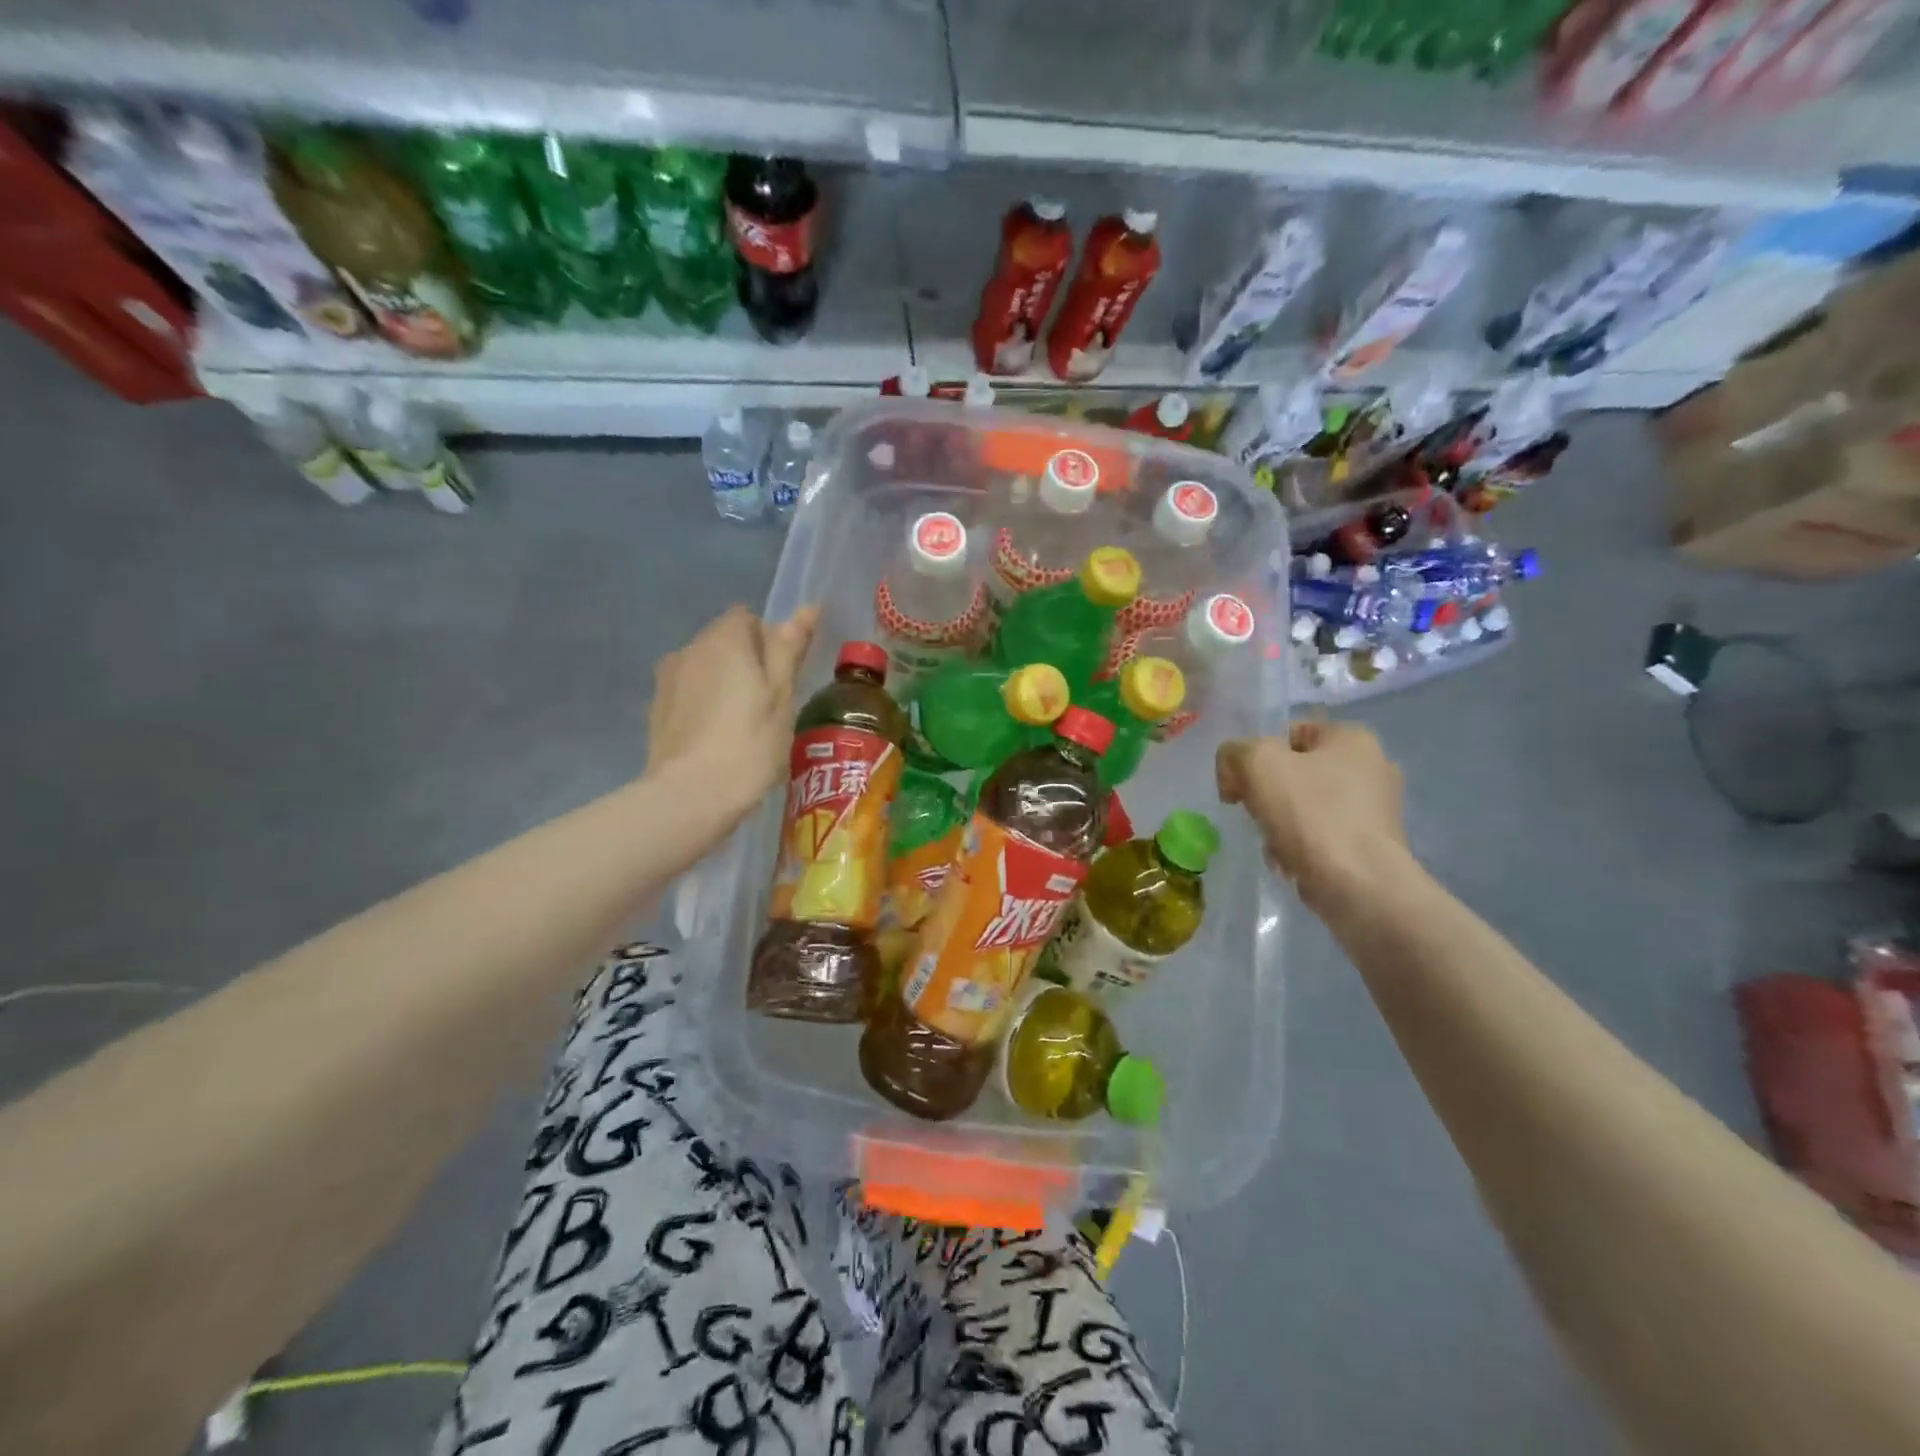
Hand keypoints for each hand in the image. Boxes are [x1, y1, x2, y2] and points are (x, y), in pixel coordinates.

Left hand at [646, 604, 818, 807]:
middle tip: (768, 705)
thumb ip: (789, 650)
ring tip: (741, 726)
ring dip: (723, 684)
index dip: (768, 642)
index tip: (781, 677)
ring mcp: (667, 678)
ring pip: (704, 668)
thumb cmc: (749, 744)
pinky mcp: (655, 708)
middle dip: (745, 662)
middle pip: (723, 641)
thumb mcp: (782, 696)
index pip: (747, 618)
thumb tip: (806, 608)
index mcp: (725, 640)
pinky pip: (688, 693)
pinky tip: (716, 739)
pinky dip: (703, 705)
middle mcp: (689, 648)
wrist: (690, 796)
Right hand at [1217, 722, 1406, 903]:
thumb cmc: (1310, 814)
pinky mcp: (1372, 846)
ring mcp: (1375, 810)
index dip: (1254, 757)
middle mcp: (1372, 767)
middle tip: (1255, 815)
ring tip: (1274, 846)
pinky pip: (1321, 837)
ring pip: (1304, 807)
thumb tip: (1234, 774)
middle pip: (1294, 773)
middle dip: (1266, 795)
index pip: (1287, 733)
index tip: (1239, 787)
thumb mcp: (1256, 763)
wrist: (1358, 886)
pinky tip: (1292, 863)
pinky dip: (1300, 848)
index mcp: (1352, 738)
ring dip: (1279, 824)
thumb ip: (1234, 753)